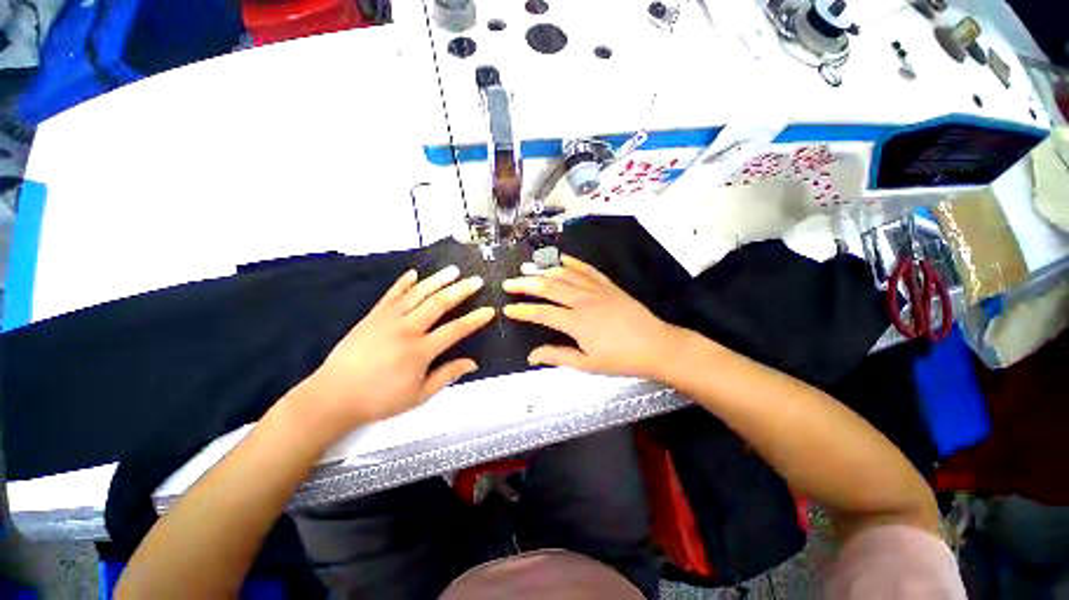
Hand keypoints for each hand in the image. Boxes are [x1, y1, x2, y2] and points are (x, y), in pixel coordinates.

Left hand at [296, 266, 493, 436]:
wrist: (333, 396)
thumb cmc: (379, 399)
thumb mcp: (419, 395)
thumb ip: (447, 375)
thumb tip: (473, 363)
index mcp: (420, 350)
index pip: (455, 329)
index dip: (475, 319)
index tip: (490, 310)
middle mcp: (407, 329)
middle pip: (439, 303)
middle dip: (460, 290)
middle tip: (476, 280)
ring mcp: (388, 319)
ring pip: (417, 294)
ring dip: (437, 280)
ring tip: (453, 270)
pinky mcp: (372, 316)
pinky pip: (391, 295)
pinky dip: (403, 283)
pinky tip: (414, 274)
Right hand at [502, 256, 682, 378]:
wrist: (657, 346)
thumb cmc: (622, 359)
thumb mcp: (588, 364)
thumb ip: (558, 357)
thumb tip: (531, 356)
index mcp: (577, 323)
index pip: (542, 313)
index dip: (522, 311)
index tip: (508, 309)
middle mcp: (584, 301)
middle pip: (549, 287)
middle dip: (526, 284)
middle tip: (509, 282)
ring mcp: (597, 290)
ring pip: (566, 275)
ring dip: (545, 271)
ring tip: (528, 269)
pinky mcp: (609, 286)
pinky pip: (588, 270)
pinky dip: (573, 263)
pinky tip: (562, 259)